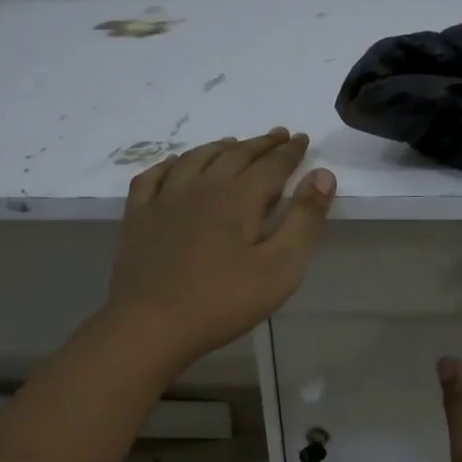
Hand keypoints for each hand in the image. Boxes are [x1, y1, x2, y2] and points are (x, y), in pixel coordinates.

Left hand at [105, 127, 335, 371]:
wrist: (151, 325)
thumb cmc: (223, 301)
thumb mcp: (280, 268)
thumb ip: (304, 219)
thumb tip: (323, 175)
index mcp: (238, 197)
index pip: (271, 164)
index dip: (290, 151)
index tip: (301, 139)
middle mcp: (201, 186)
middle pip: (235, 154)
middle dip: (260, 144)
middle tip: (278, 136)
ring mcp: (164, 199)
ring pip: (196, 158)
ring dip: (220, 147)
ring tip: (233, 143)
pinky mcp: (138, 216)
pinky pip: (154, 176)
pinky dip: (171, 164)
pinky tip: (176, 165)